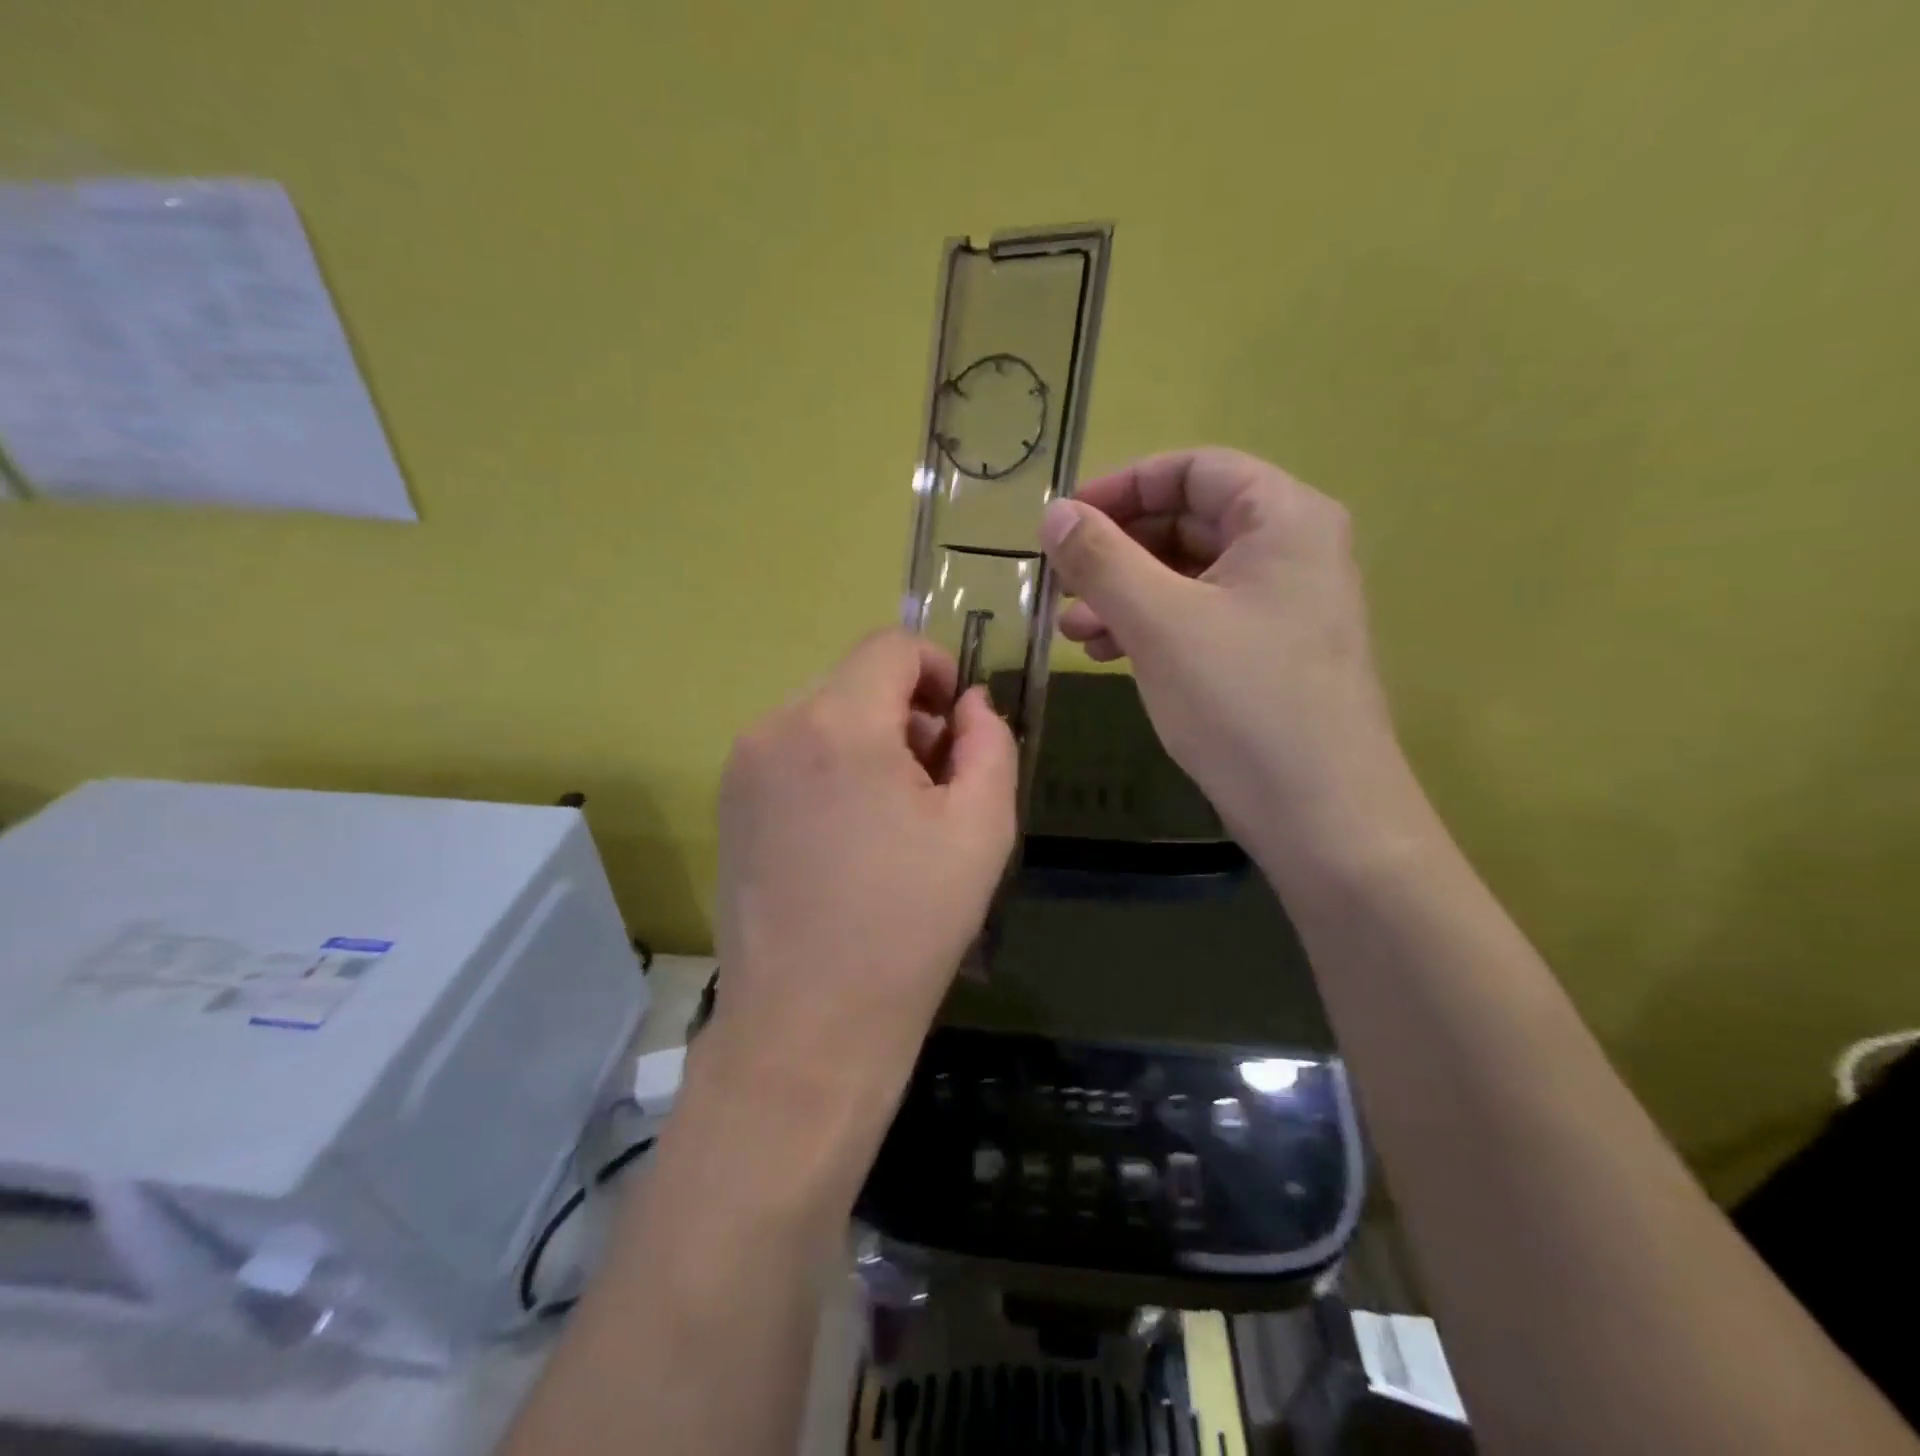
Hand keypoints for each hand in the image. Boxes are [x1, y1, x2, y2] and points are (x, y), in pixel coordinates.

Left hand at [709, 630, 1017, 1119]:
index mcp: (838, 724)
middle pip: (856, 679)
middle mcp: (776, 727)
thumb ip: (990, 742)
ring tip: (892, 817)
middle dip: (906, 713)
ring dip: (868, 741)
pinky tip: (847, 836)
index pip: (892, 646)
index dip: (939, 670)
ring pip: (823, 715)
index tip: (958, 726)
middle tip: (935, 784)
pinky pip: (792, 752)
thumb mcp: (982, 827)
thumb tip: (971, 704)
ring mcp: (742, 765)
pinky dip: (830, 767)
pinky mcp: (728, 803)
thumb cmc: (909, 925)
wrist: (809, 1025)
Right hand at [1040, 448, 1402, 853]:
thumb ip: (1101, 560)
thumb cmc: (1241, 702)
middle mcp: (1292, 551)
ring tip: (1071, 630)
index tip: (1064, 519)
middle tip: (1061, 583)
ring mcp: (1283, 606)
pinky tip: (1107, 655)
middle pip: (1189, 522)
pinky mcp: (1269, 654)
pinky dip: (1151, 627)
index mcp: (1283, 518)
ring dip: (1125, 594)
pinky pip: (1200, 618)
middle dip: (1117, 550)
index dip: (1122, 486)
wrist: (1320, 814)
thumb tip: (1054, 513)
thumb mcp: (1159, 622)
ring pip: (1188, 576)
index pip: (1193, 469)